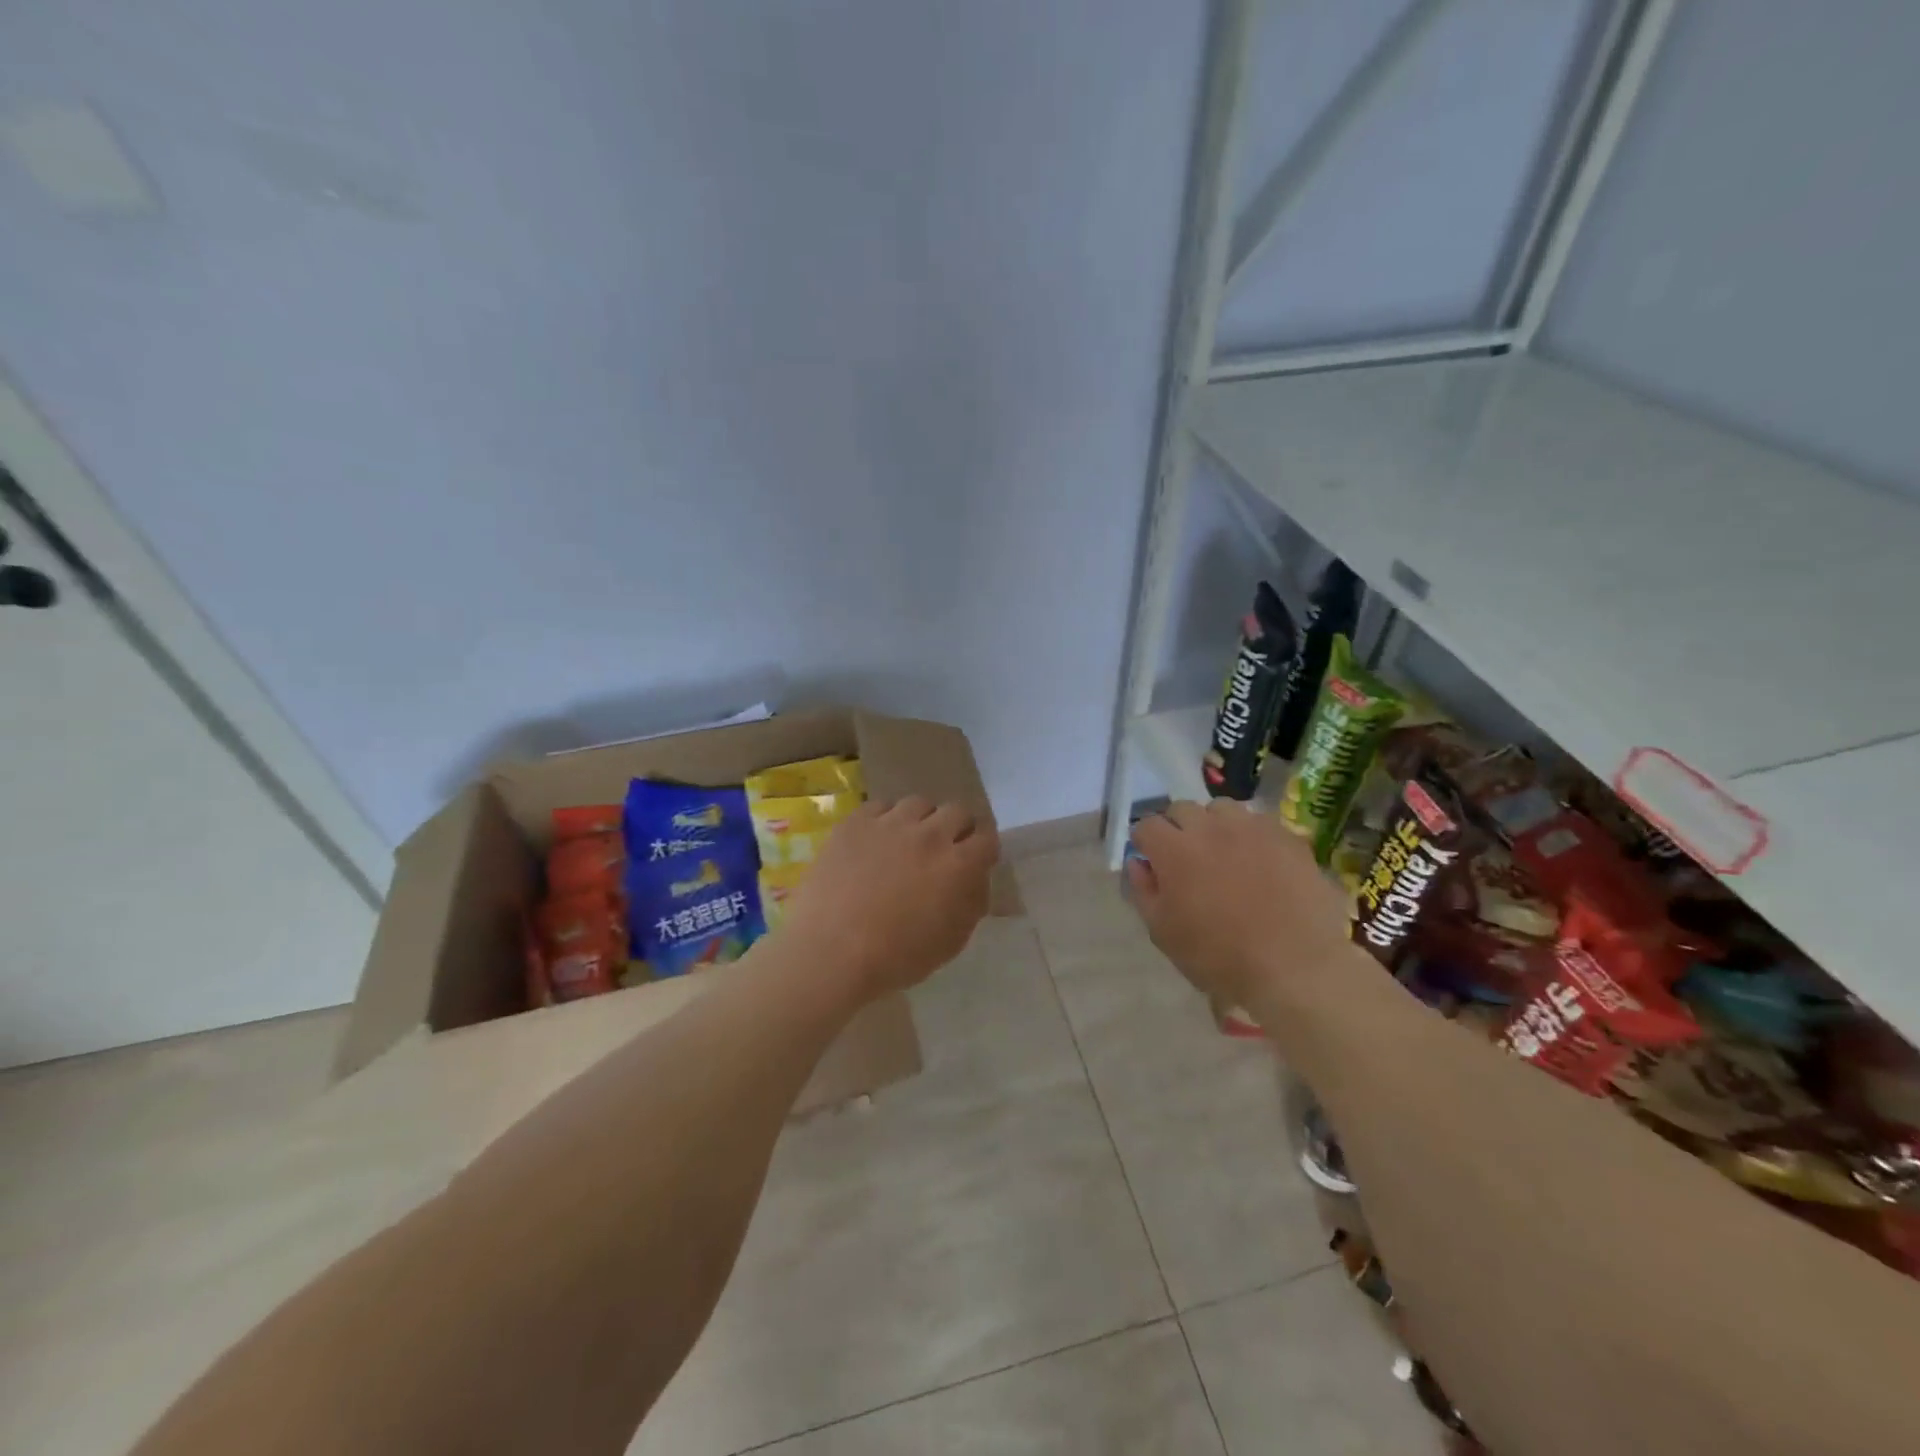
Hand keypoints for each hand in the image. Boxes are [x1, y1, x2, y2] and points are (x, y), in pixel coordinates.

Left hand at [778, 796, 999, 999]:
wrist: (831, 951)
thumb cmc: (897, 957)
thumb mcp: (952, 941)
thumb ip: (972, 902)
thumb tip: (975, 879)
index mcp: (959, 865)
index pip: (987, 837)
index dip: (983, 848)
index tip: (975, 860)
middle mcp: (930, 834)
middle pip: (956, 811)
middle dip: (956, 828)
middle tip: (944, 849)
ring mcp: (890, 823)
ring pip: (919, 804)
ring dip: (921, 820)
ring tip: (908, 841)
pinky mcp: (856, 822)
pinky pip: (880, 807)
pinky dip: (885, 820)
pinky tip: (875, 841)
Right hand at [1126, 799, 1354, 1014]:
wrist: (1295, 968)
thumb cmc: (1219, 957)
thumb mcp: (1164, 933)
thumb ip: (1143, 891)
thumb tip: (1138, 863)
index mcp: (1174, 850)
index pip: (1146, 825)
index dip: (1145, 842)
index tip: (1152, 862)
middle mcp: (1210, 828)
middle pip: (1182, 809)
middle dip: (1177, 829)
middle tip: (1187, 859)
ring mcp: (1252, 828)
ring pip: (1223, 809)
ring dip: (1215, 825)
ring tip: (1225, 853)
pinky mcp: (1287, 837)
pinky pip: (1261, 823)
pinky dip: (1252, 836)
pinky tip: (1260, 862)